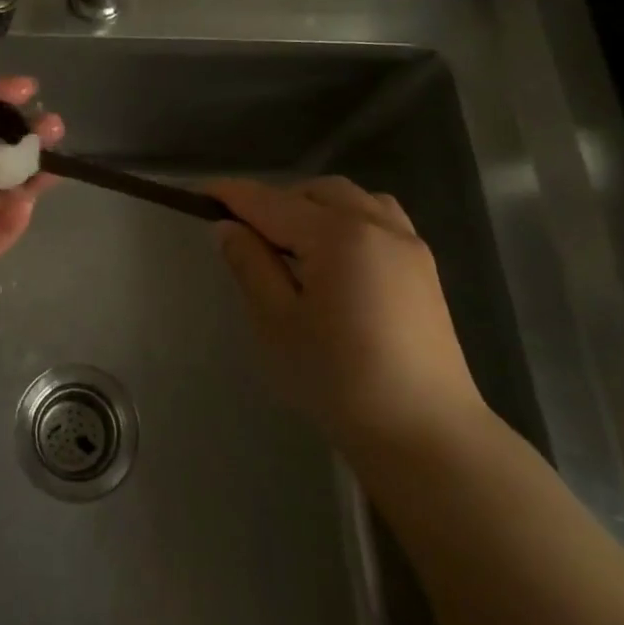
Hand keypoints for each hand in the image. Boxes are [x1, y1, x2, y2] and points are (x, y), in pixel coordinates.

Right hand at [206, 176, 486, 459]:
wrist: (425, 432)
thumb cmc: (339, 379)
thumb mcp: (276, 322)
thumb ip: (250, 265)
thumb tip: (228, 227)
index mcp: (336, 235)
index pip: (270, 202)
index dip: (231, 195)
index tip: (198, 193)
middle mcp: (375, 224)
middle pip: (313, 192)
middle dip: (274, 201)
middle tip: (245, 235)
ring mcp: (407, 243)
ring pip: (350, 198)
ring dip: (313, 205)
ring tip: (291, 242)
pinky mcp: (423, 266)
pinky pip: (379, 216)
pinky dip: (348, 217)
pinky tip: (337, 253)